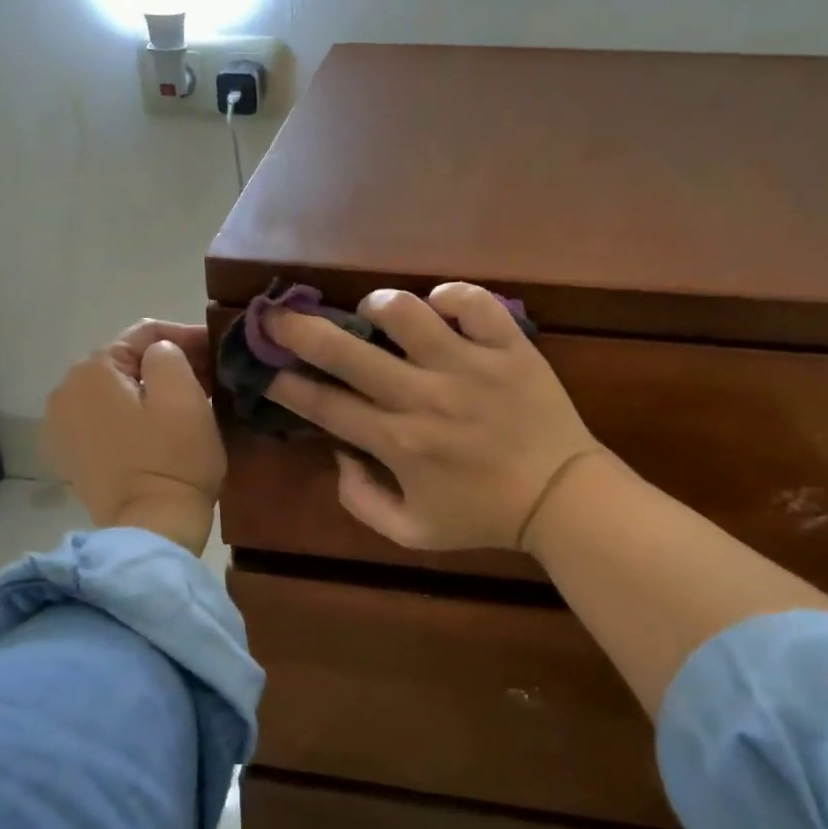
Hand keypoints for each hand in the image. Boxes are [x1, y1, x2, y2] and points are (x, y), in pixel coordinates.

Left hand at [46, 321, 224, 554]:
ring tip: (187, 401)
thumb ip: (169, 354)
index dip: (186, 337)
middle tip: (208, 376)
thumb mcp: (184, 395)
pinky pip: (105, 417)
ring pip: (116, 390)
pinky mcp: (70, 454)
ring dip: (150, 389)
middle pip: (126, 361)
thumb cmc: (173, 459)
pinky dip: (131, 415)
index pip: (145, 334)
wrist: (152, 529)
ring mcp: (62, 425)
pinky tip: (157, 427)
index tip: (217, 351)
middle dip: (167, 363)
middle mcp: (65, 390)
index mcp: (92, 370)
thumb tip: (160, 354)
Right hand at [264, 285, 613, 550]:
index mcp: (397, 442)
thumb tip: (338, 452)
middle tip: (279, 316)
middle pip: (346, 351)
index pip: (324, 405)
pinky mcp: (508, 347)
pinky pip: (473, 301)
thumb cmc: (482, 516)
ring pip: (406, 312)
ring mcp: (468, 366)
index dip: (285, 385)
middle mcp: (424, 397)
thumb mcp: (410, 532)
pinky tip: (440, 307)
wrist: (561, 499)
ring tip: (374, 313)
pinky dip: (449, 296)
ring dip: (377, 305)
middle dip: (300, 330)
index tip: (265, 371)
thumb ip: (360, 500)